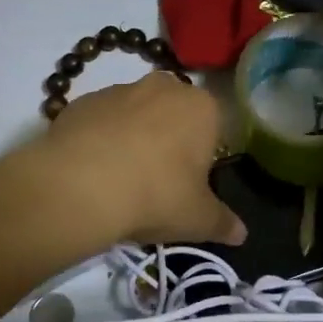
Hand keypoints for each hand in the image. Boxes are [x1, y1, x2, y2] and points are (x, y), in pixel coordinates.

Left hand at [17, 72, 245, 246]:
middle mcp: (163, 87)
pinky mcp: (81, 101)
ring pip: (134, 114)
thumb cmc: (156, 195)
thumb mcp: (198, 219)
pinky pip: (100, 120)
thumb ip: (223, 223)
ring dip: (132, 137)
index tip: (189, 184)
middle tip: (156, 181)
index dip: (202, 156)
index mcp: (201, 107)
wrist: (81, 185)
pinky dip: (99, 139)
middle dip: (168, 140)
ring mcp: (118, 90)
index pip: (213, 127)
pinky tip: (92, 171)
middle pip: (172, 114)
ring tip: (119, 179)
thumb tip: (241, 234)